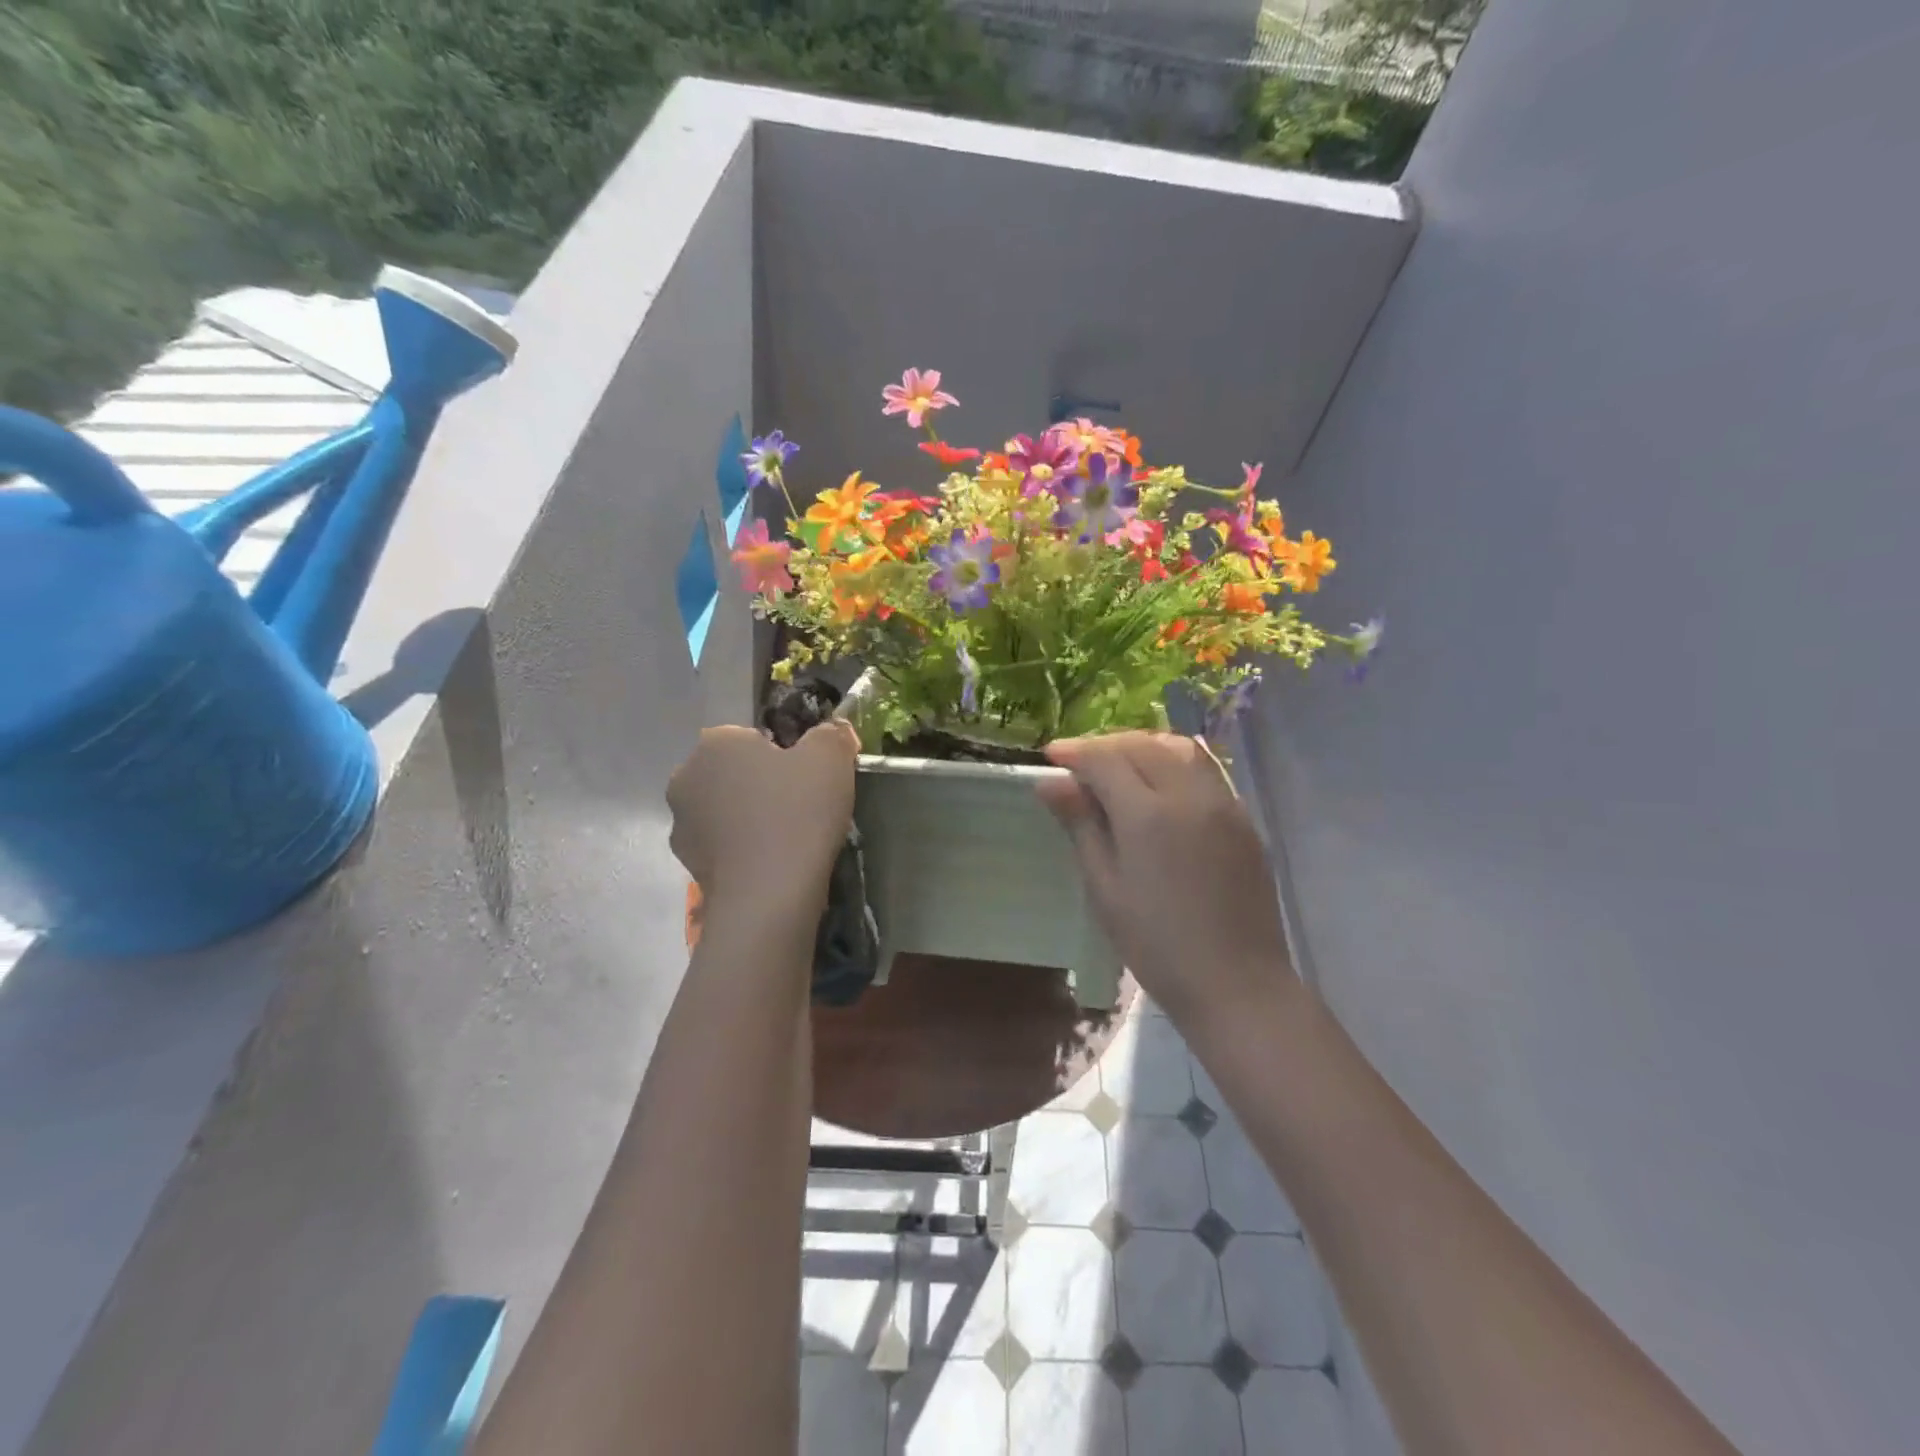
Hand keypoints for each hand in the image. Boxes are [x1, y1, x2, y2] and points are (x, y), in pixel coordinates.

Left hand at [667, 720, 858, 911]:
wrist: (768, 896)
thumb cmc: (798, 814)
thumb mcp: (831, 760)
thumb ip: (832, 735)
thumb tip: (834, 730)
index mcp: (716, 742)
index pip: (752, 737)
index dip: (784, 756)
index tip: (806, 779)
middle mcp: (687, 776)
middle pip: (733, 772)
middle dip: (760, 785)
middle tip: (800, 808)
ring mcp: (681, 823)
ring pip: (724, 810)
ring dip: (747, 818)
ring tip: (786, 841)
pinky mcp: (686, 864)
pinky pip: (722, 846)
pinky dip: (741, 850)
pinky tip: (770, 864)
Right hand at [1036, 732, 1293, 1028]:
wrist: (1237, 983)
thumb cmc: (1157, 944)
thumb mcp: (1105, 888)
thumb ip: (1080, 826)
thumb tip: (1050, 782)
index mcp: (1148, 814)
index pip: (1105, 759)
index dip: (1074, 751)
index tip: (1051, 755)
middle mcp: (1189, 794)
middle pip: (1142, 745)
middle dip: (1105, 745)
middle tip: (1079, 763)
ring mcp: (1224, 803)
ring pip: (1178, 749)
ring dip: (1142, 747)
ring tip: (1118, 767)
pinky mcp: (1243, 818)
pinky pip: (1204, 770)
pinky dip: (1173, 763)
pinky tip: (1159, 787)